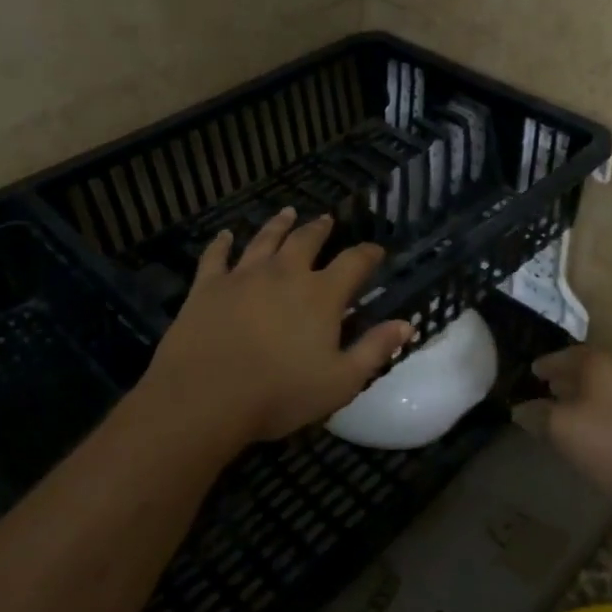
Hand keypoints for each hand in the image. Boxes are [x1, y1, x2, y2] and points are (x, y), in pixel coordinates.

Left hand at [135, 207, 411, 447]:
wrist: (205, 398)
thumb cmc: (280, 393)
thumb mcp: (341, 381)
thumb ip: (374, 349)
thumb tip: (406, 324)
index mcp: (321, 294)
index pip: (354, 262)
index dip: (368, 254)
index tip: (377, 250)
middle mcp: (285, 273)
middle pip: (306, 240)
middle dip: (320, 229)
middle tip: (327, 220)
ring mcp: (243, 276)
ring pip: (264, 240)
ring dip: (278, 225)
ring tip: (287, 212)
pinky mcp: (207, 287)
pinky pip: (216, 257)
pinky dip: (222, 243)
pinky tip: (225, 235)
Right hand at [520, 346, 611, 507]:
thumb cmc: (609, 444)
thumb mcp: (562, 429)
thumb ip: (537, 414)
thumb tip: (521, 408)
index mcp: (598, 363)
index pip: (563, 355)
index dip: (544, 364)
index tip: (530, 373)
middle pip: (582, 368)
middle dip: (561, 378)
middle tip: (540, 390)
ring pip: (597, 387)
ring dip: (577, 396)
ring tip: (558, 412)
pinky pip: (609, 405)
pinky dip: (592, 410)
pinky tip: (584, 430)